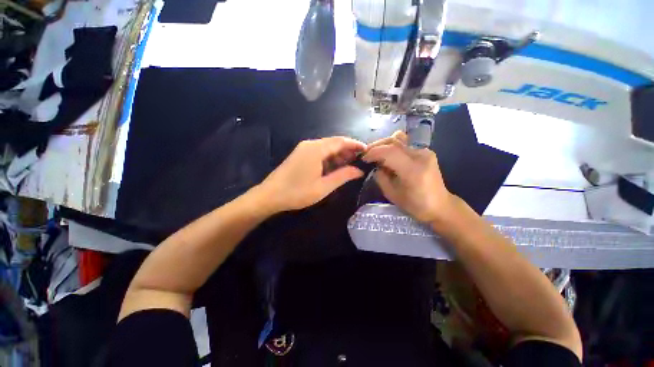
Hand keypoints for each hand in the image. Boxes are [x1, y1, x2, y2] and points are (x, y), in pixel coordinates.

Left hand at [258, 137, 365, 211]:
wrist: (270, 196)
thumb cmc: (297, 192)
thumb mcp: (323, 186)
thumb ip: (343, 176)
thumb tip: (359, 171)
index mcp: (316, 149)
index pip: (340, 141)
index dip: (355, 144)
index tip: (367, 150)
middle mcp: (310, 144)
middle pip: (333, 143)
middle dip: (348, 150)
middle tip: (360, 160)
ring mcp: (303, 149)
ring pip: (326, 148)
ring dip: (338, 155)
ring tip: (350, 165)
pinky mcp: (300, 155)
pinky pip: (319, 153)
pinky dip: (329, 158)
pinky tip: (335, 167)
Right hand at [363, 131, 454, 222]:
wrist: (440, 205)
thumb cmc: (414, 205)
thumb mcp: (391, 193)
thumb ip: (380, 176)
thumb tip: (376, 164)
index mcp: (412, 170)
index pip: (389, 152)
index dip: (373, 152)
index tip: (363, 158)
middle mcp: (421, 156)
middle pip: (394, 141)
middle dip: (376, 146)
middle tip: (366, 154)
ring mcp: (425, 151)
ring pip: (399, 139)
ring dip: (384, 144)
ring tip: (375, 153)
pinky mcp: (426, 151)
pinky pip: (405, 144)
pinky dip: (392, 147)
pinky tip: (388, 155)